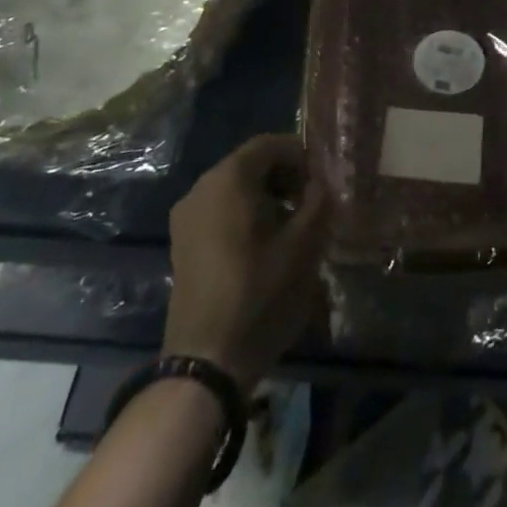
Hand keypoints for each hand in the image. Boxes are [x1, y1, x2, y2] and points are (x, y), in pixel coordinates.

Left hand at [163, 133, 330, 392]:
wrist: (207, 363)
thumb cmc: (259, 295)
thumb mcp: (304, 246)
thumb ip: (319, 202)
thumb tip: (323, 183)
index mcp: (228, 179)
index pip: (269, 144)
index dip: (300, 155)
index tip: (322, 180)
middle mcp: (201, 188)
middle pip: (250, 164)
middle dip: (285, 177)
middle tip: (312, 204)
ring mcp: (187, 217)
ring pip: (235, 189)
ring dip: (267, 197)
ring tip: (292, 228)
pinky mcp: (183, 244)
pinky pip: (219, 211)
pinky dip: (245, 215)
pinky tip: (265, 247)